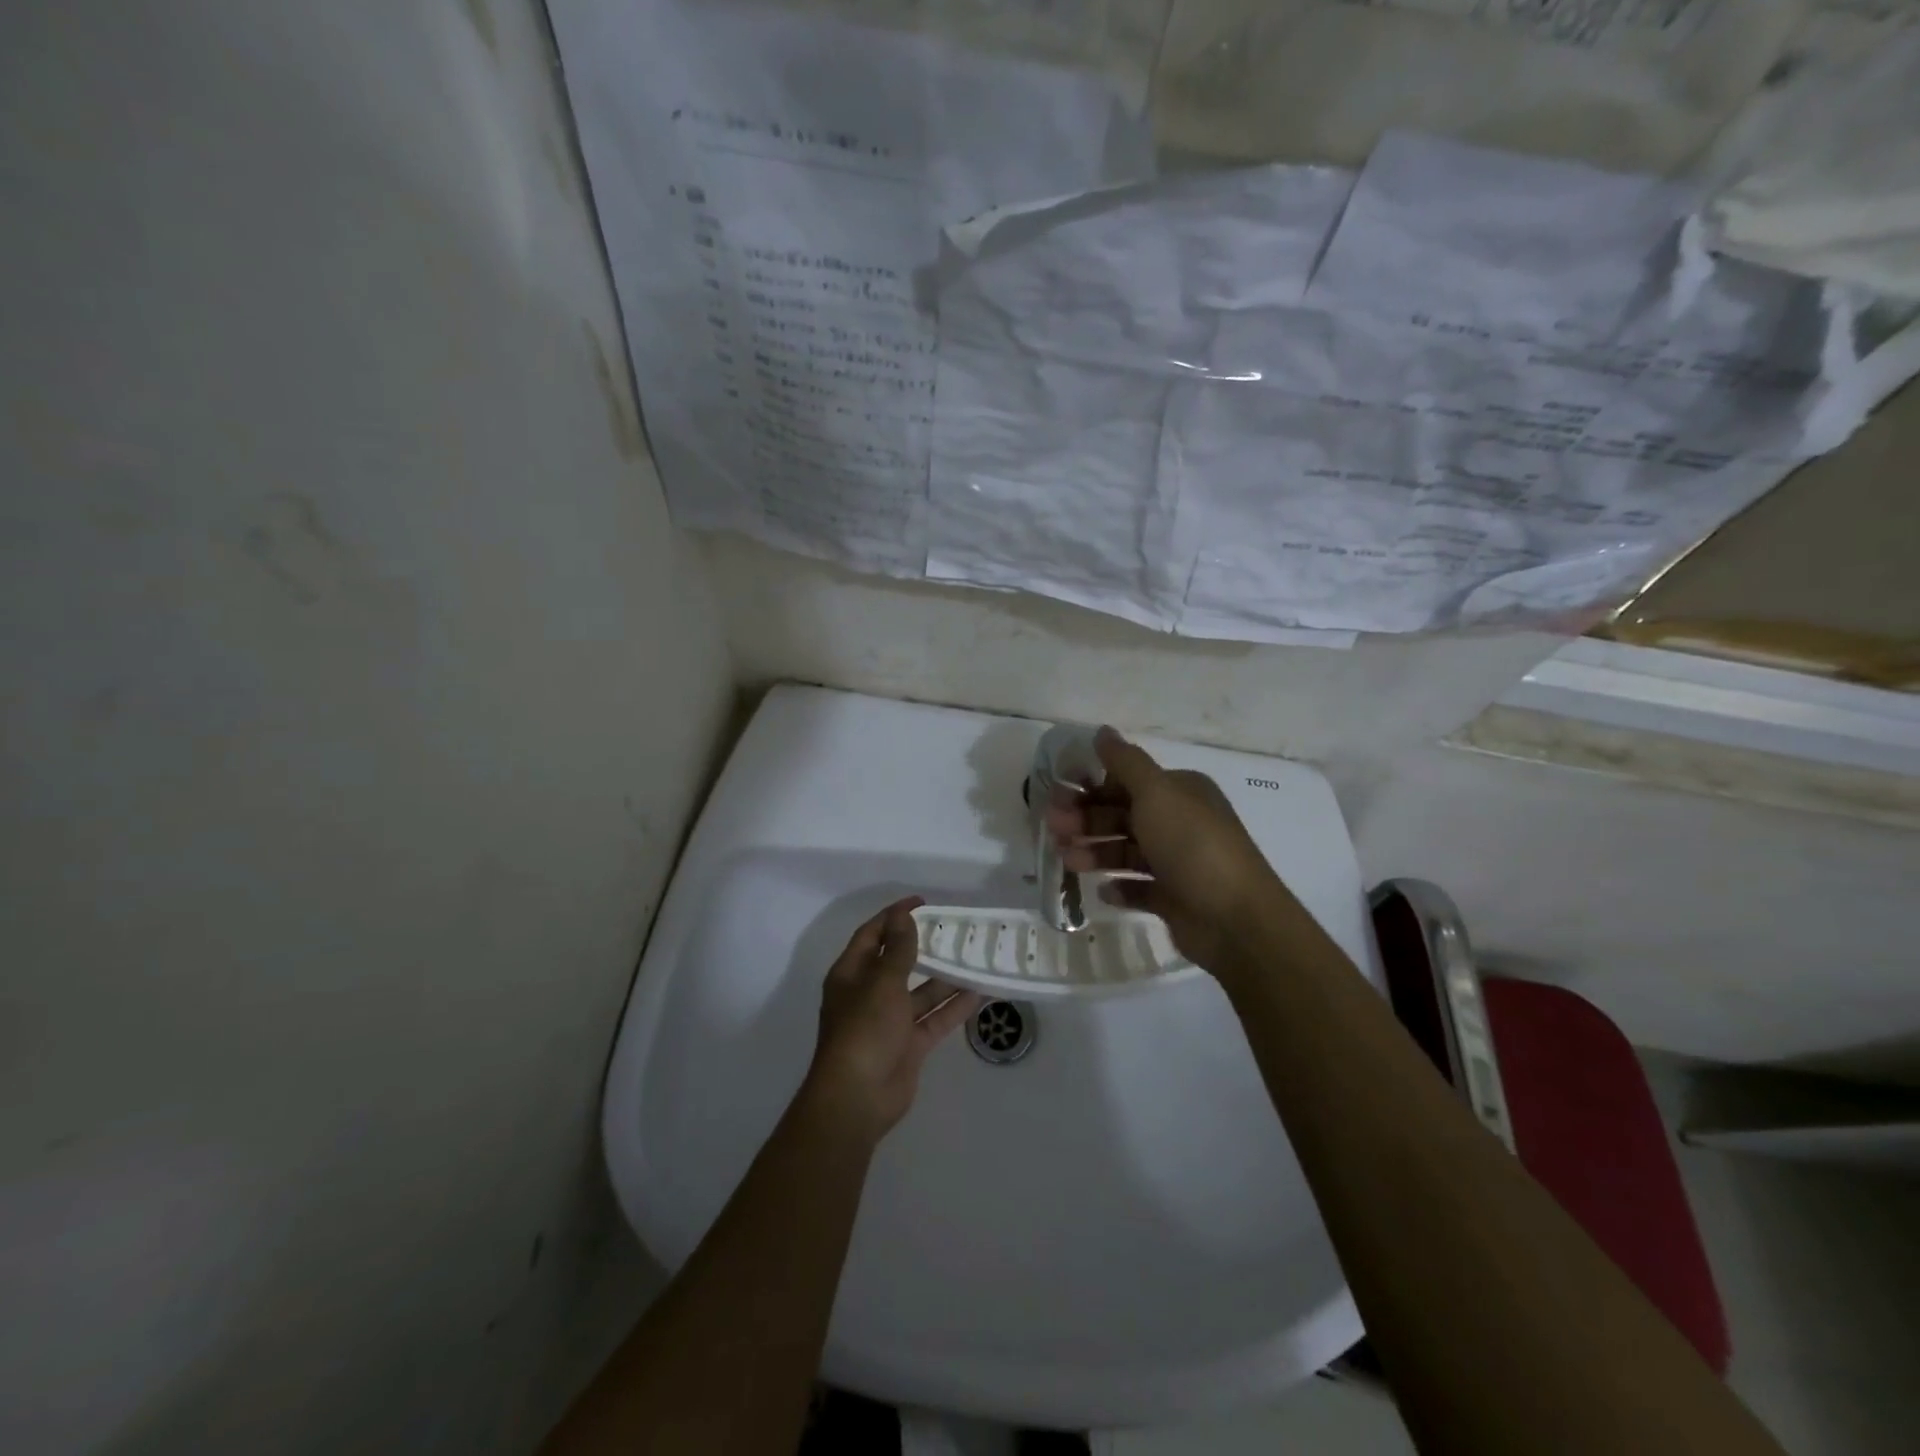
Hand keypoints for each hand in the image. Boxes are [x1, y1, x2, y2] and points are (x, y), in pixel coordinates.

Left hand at [799, 898, 985, 1144]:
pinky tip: (981, 991)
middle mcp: (869, 993)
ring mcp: (890, 1020)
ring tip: (975, 956)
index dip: (894, 916)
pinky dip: (955, 1006)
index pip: (872, 934)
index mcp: (852, 974)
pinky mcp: (910, 1044)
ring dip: (946, 976)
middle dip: (924, 945)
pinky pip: (935, 1018)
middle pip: (899, 961)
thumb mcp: (881, 983)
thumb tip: (903, 916)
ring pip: (922, 991)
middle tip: (955, 928)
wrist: (858, 1099)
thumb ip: (898, 950)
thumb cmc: (863, 1030)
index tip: (923, 903)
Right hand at [1046, 727, 1286, 977]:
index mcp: (1180, 792)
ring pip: (1126, 851)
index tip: (1058, 795)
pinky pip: (1139, 888)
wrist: (1234, 919)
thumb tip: (1102, 730)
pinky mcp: (1174, 898)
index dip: (1092, 786)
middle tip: (1054, 829)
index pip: (1128, 781)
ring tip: (1070, 862)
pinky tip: (1104, 890)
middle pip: (1123, 815)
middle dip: (1087, 820)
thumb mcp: (1156, 793)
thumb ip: (1125, 762)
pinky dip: (1120, 887)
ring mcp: (1178, 862)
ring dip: (1096, 852)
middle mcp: (1180, 822)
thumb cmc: (1192, 845)